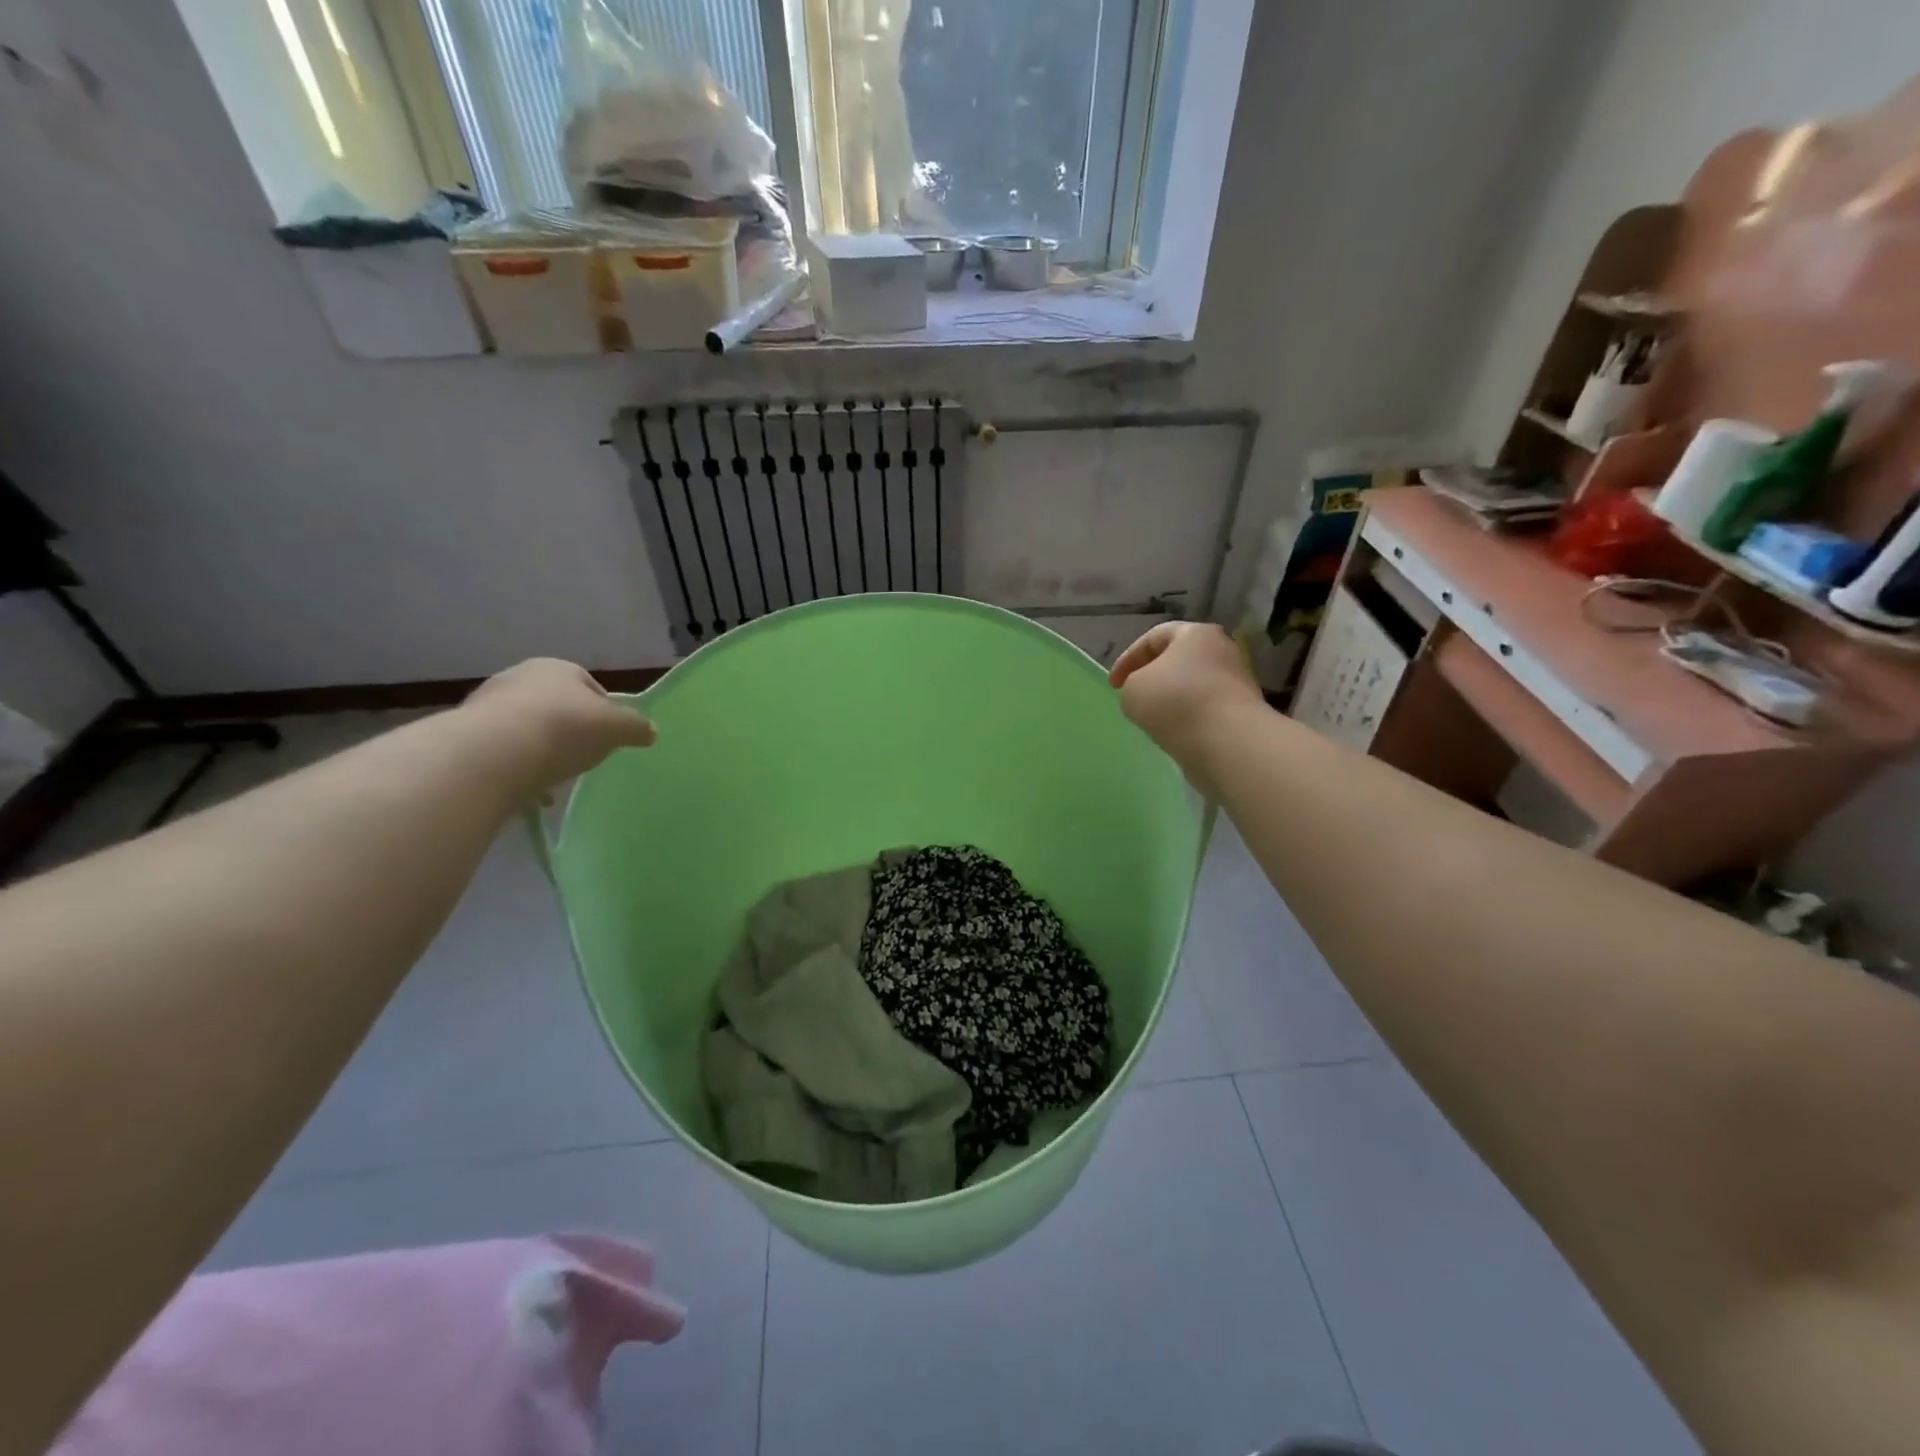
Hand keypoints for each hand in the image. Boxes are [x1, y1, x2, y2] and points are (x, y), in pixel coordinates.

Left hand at [460, 659, 655, 796]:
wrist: (494, 753)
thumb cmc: (565, 728)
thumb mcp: (617, 728)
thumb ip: (637, 728)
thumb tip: (650, 731)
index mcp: (558, 668)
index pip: (589, 686)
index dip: (604, 711)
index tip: (609, 737)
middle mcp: (519, 678)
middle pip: (555, 705)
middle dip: (569, 729)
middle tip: (583, 755)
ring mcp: (487, 705)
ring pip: (526, 728)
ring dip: (540, 749)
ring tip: (554, 777)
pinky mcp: (465, 735)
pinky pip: (502, 752)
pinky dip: (516, 768)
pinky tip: (526, 789)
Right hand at [1109, 623, 1263, 781]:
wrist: (1226, 741)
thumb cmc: (1174, 702)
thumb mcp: (1132, 689)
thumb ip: (1132, 685)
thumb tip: (1146, 693)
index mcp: (1194, 633)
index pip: (1153, 637)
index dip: (1127, 659)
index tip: (1113, 685)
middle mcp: (1221, 649)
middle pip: (1177, 659)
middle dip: (1152, 676)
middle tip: (1133, 696)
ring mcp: (1236, 681)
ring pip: (1192, 684)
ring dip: (1170, 698)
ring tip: (1152, 719)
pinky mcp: (1242, 711)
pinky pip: (1205, 708)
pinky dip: (1187, 717)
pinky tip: (1175, 733)